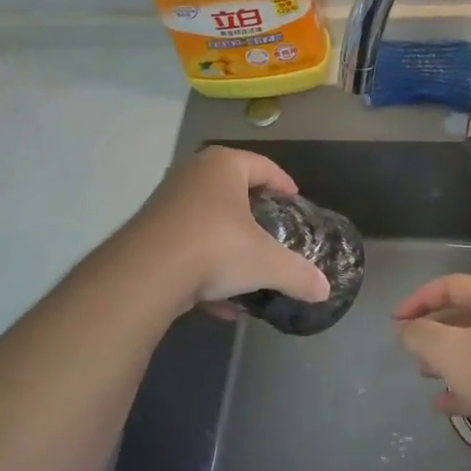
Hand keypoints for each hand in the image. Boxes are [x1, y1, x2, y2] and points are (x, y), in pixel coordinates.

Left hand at [129, 146, 330, 312]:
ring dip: (227, 242)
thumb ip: (298, 274)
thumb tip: (325, 290)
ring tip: (247, 267)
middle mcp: (193, 175)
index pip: (262, 166)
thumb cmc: (215, 248)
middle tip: (271, 227)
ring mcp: (166, 202)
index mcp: (224, 166)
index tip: (293, 199)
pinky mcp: (149, 233)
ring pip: (207, 219)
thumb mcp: (266, 263)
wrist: (145, 274)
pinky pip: (187, 246)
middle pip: (231, 188)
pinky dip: (205, 268)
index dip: (282, 182)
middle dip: (252, 210)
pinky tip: (221, 304)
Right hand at [393, 274, 470, 435]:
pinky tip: (442, 405)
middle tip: (409, 348)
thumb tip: (405, 330)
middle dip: (431, 332)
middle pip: (461, 316)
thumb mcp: (448, 350)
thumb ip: (419, 335)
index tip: (395, 321)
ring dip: (445, 359)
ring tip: (422, 374)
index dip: (418, 300)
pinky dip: (463, 386)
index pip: (449, 285)